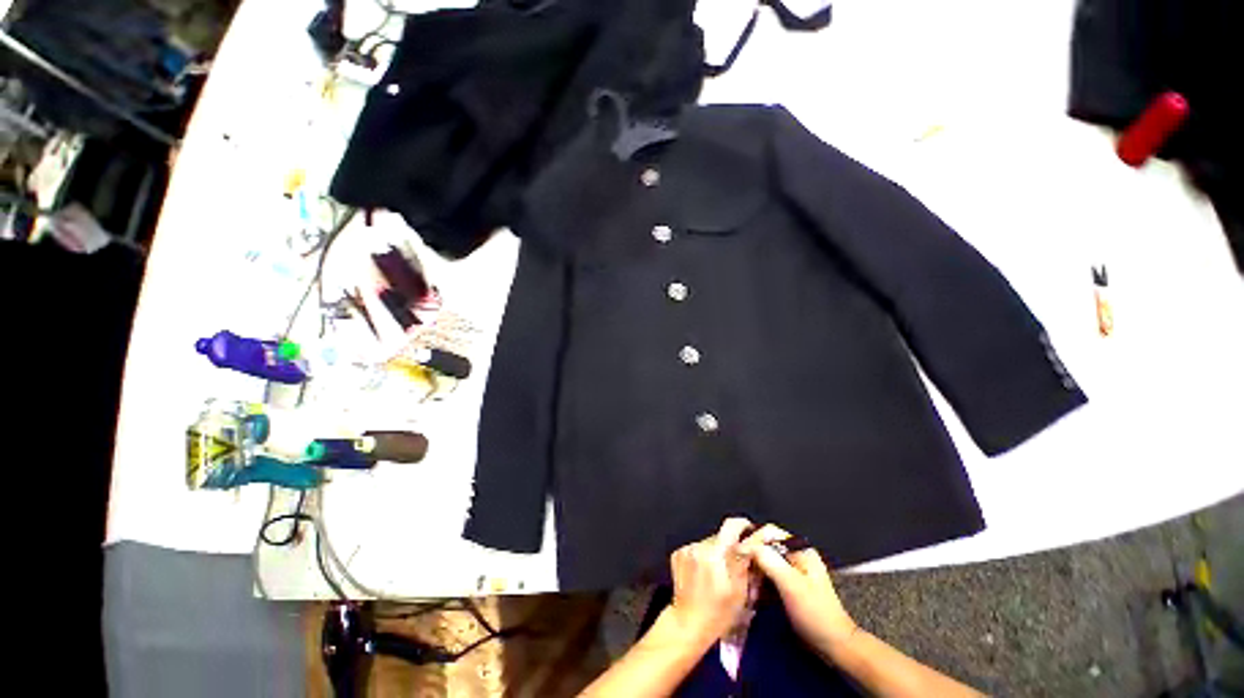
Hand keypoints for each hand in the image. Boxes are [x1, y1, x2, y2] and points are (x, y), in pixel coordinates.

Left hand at [663, 517, 753, 646]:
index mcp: (716, 554)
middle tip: (735, 563)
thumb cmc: (718, 613)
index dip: (743, 525)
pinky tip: (703, 573)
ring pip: (708, 542)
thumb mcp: (740, 591)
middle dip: (729, 545)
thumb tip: (753, 541)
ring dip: (715, 551)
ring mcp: (687, 549)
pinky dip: (703, 556)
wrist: (687, 623)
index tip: (750, 531)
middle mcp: (700, 546)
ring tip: (717, 573)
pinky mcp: (678, 553)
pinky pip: (696, 548)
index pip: (731, 526)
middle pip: (720, 535)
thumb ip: (744, 561)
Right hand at [739, 524, 857, 655]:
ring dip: (753, 572)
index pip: (768, 533)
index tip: (736, 555)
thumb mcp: (791, 585)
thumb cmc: (815, 613)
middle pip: (765, 546)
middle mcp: (795, 555)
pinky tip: (752, 594)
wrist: (833, 646)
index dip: (751, 541)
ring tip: (745, 587)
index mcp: (799, 549)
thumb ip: (769, 561)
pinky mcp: (788, 585)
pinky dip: (758, 582)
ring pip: (764, 561)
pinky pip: (767, 575)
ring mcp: (791, 570)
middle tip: (739, 574)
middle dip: (751, 559)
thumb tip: (745, 546)